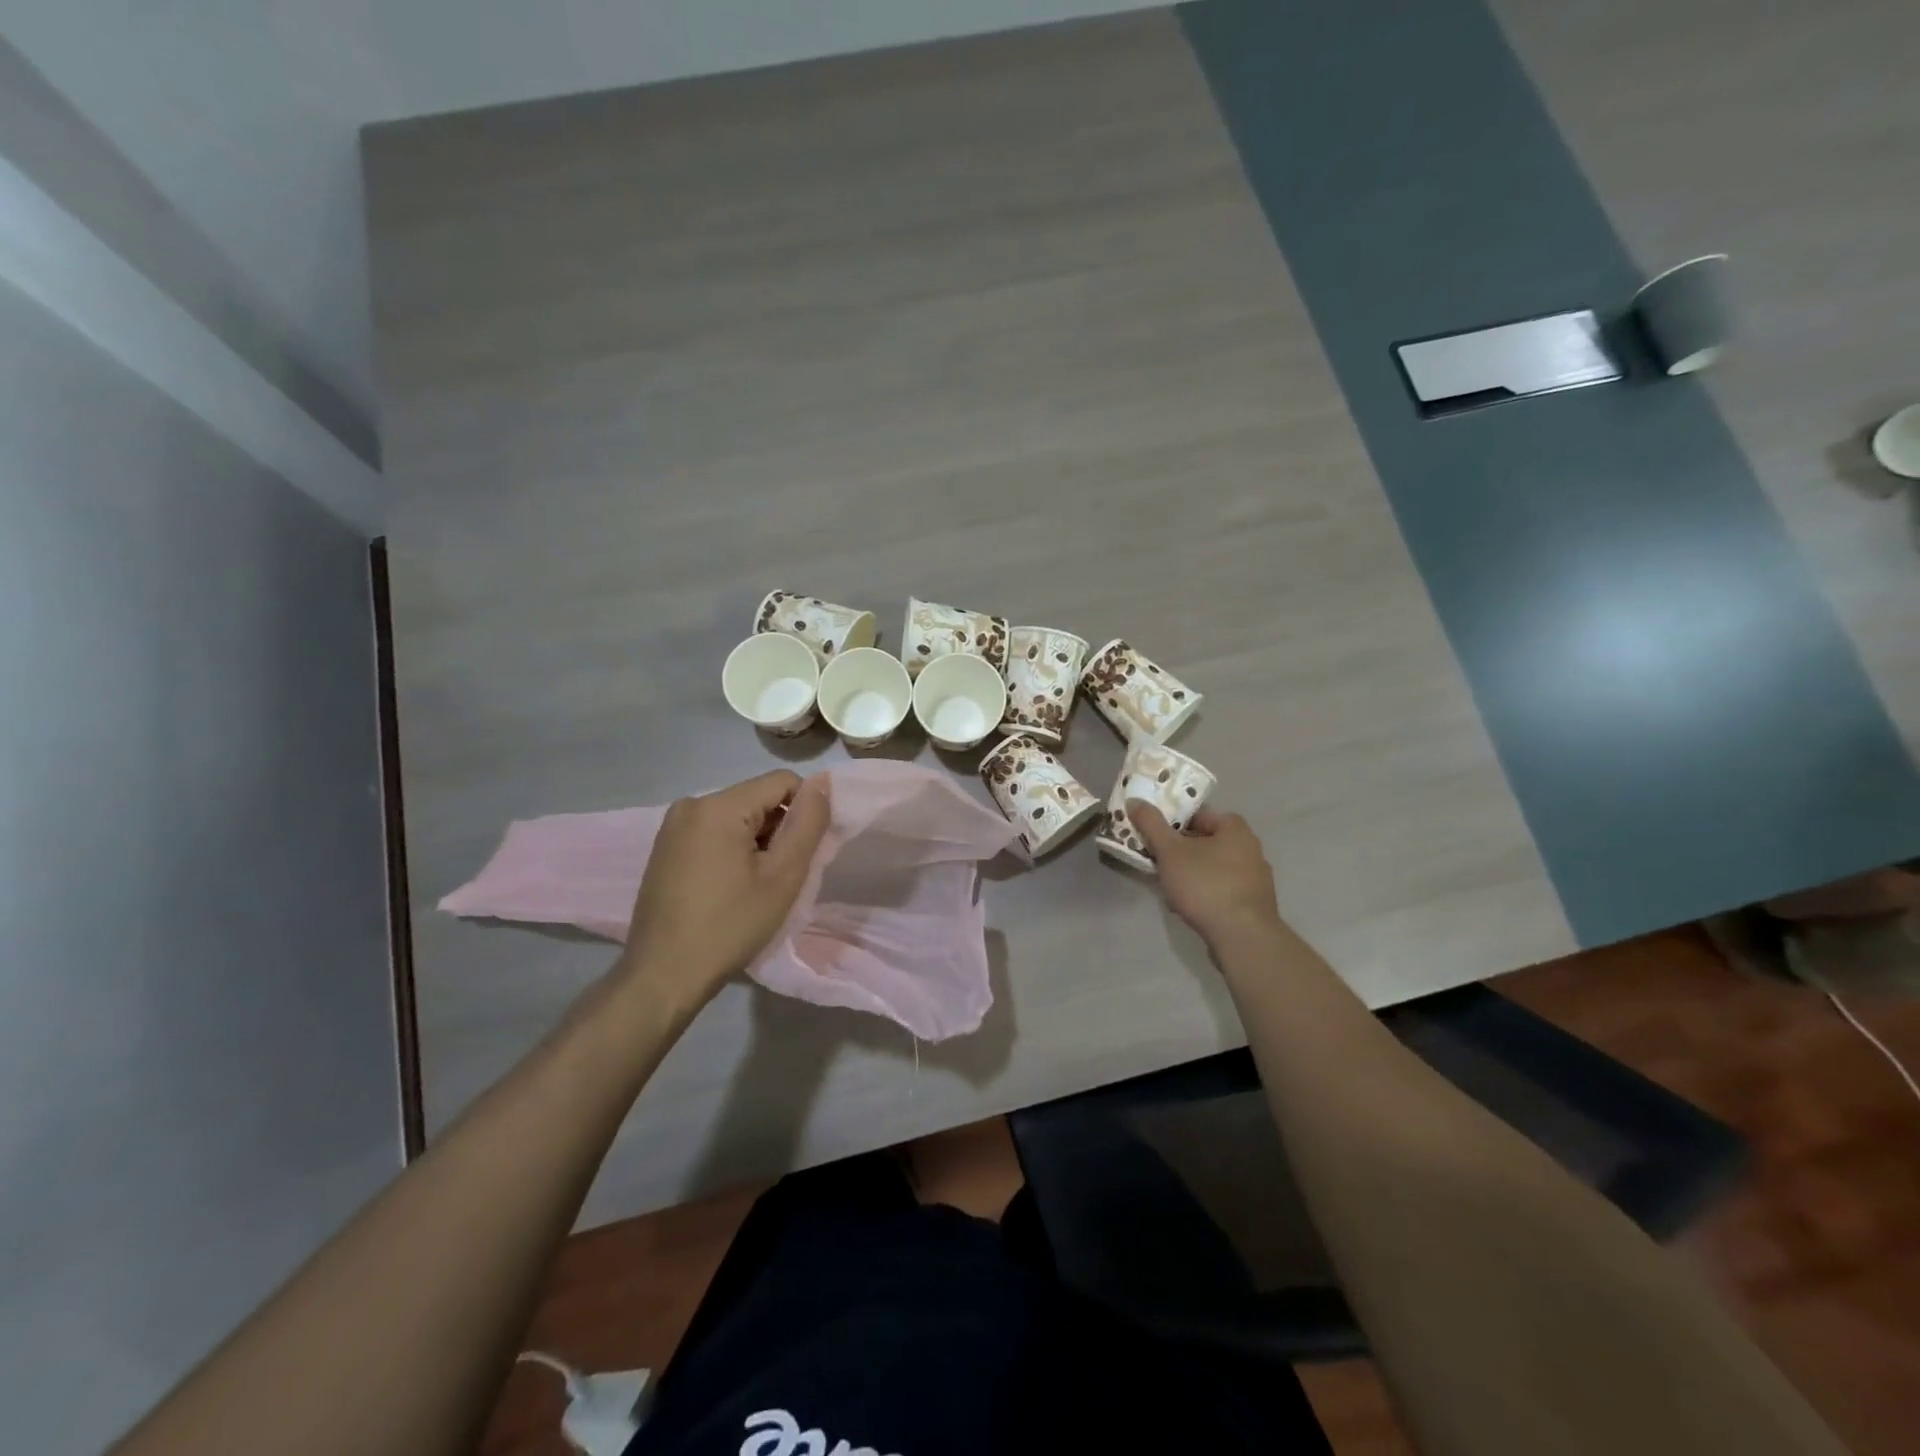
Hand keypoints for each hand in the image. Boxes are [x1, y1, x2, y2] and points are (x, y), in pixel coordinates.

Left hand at [619, 769, 831, 1013]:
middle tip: (781, 876)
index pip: (782, 782)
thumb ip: (808, 824)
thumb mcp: (782, 876)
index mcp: (718, 805)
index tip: (805, 852)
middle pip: (757, 798)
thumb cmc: (730, 926)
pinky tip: (730, 887)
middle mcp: (691, 804)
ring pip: (737, 816)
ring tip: (756, 886)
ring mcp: (672, 826)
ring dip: (757, 841)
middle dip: (779, 829)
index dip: (805, 811)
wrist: (663, 975)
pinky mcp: (664, 847)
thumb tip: (823, 783)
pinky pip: (713, 832)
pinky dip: (732, 849)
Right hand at [1127, 800, 1281, 949]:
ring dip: (1189, 872)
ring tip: (1168, 886)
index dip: (1170, 821)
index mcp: (1234, 827)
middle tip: (1155, 861)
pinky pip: (1221, 887)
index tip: (1151, 835)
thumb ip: (1151, 824)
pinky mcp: (1253, 901)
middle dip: (1177, 850)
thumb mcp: (1170, 851)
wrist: (1242, 937)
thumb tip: (1135, 801)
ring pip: (1211, 865)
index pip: (1196, 813)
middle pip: (1203, 840)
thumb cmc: (1205, 885)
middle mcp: (1250, 846)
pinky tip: (1187, 905)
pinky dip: (1203, 891)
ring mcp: (1255, 876)